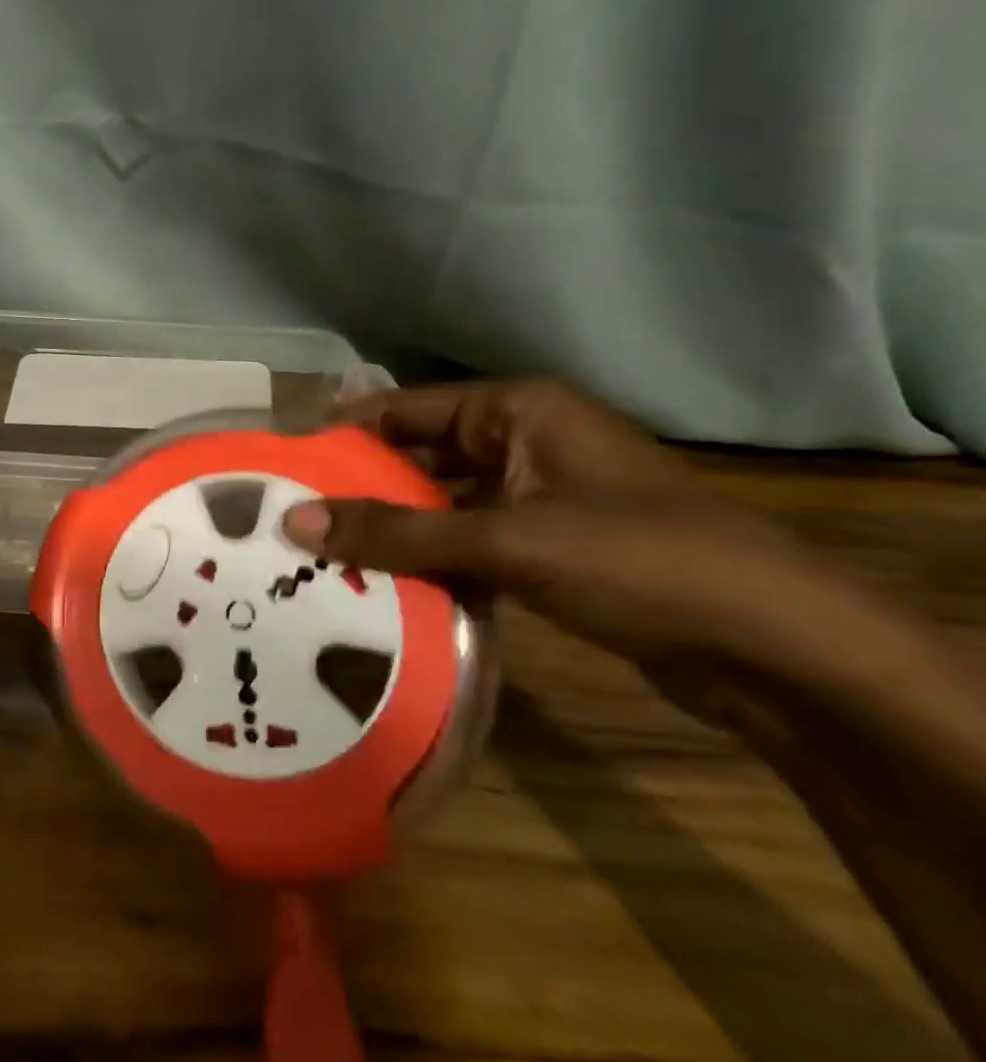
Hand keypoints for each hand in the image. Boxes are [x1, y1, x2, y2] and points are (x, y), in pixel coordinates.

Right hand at [281, 380, 877, 684]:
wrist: (780, 652)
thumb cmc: (638, 561)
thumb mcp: (506, 541)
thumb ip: (396, 532)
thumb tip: (294, 522)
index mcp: (516, 411)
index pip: (402, 409)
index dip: (341, 434)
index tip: (280, 464)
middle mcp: (521, 442)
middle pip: (416, 457)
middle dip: (358, 489)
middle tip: (289, 517)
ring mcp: (536, 497)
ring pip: (439, 505)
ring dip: (390, 532)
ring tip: (317, 556)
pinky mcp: (547, 549)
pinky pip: (467, 544)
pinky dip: (428, 563)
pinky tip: (379, 589)